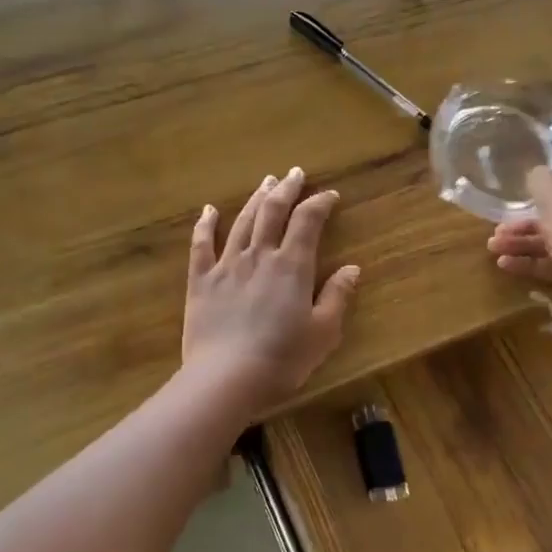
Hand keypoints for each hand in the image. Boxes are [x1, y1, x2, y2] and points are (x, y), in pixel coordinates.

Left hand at [183, 167, 360, 411]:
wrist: (226, 378)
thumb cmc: (282, 359)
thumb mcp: (323, 332)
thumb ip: (337, 296)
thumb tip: (351, 268)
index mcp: (292, 266)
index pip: (308, 221)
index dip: (320, 203)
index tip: (330, 196)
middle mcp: (259, 255)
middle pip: (273, 211)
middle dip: (287, 189)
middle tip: (295, 173)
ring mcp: (226, 265)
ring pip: (242, 221)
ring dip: (255, 199)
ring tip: (266, 182)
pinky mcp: (201, 281)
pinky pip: (201, 244)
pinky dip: (205, 224)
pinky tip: (209, 210)